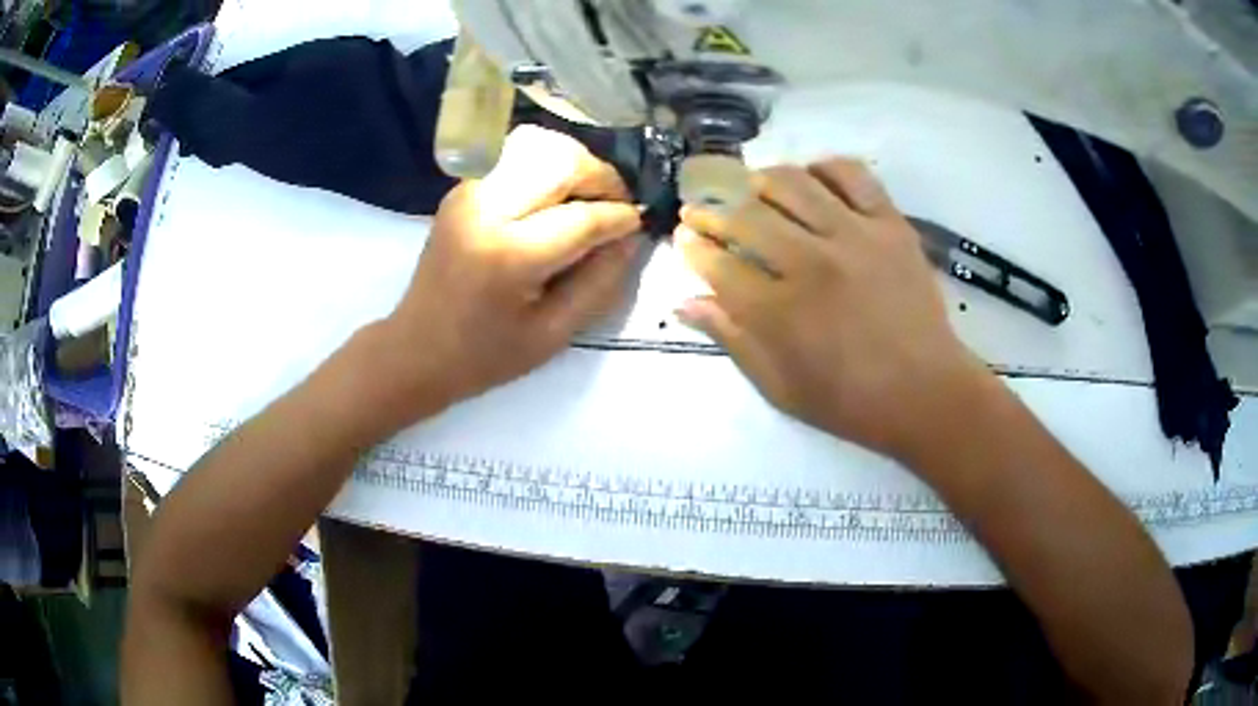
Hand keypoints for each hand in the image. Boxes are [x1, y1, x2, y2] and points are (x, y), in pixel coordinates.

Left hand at [383, 126, 642, 410]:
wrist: (416, 349)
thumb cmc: (485, 355)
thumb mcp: (553, 334)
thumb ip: (600, 283)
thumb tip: (630, 237)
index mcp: (508, 255)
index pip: (582, 217)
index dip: (619, 218)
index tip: (638, 223)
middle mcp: (486, 209)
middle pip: (560, 161)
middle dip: (601, 178)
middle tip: (616, 207)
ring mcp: (469, 192)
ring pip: (538, 146)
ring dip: (574, 166)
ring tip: (587, 198)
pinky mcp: (462, 188)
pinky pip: (515, 156)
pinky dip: (545, 166)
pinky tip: (554, 197)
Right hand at [676, 158, 989, 459]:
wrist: (927, 393)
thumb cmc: (851, 401)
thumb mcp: (781, 388)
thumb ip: (733, 340)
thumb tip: (686, 303)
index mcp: (780, 312)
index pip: (718, 263)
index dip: (692, 246)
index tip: (685, 237)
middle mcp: (812, 263)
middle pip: (745, 215)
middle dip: (711, 209)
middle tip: (703, 209)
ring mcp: (855, 236)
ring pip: (791, 183)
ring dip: (758, 180)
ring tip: (750, 189)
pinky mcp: (890, 224)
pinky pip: (851, 174)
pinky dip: (825, 168)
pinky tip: (811, 179)